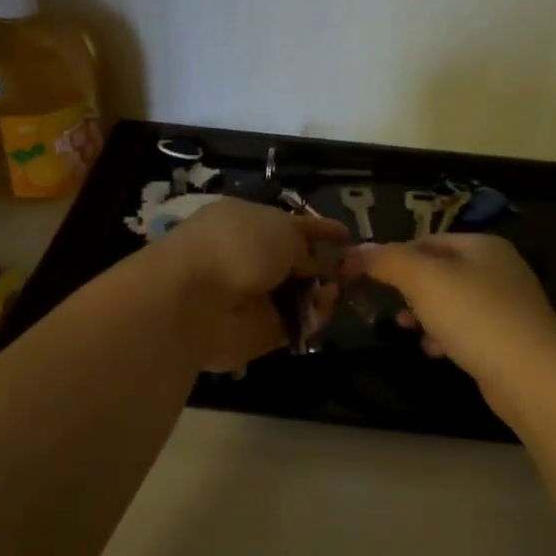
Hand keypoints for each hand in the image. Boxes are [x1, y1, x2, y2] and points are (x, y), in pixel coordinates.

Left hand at [151, 198, 347, 370]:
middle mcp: (249, 259)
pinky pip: (297, 323)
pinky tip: (325, 308)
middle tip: (356, 268)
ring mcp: (255, 298)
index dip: (318, 230)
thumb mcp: (281, 228)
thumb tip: (311, 263)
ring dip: (324, 291)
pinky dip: (315, 317)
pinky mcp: (261, 332)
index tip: (346, 235)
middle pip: (298, 263)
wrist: (199, 300)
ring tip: (338, 289)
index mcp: (246, 223)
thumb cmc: (238, 246)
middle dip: (328, 265)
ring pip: (301, 295)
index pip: (289, 226)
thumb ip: (304, 244)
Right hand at [349, 235, 555, 420]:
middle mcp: (497, 268)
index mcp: (481, 245)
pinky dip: (445, 337)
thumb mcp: (423, 280)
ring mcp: (505, 304)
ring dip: (424, 316)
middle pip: (437, 272)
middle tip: (388, 307)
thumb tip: (355, 251)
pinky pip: (465, 329)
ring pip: (449, 303)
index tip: (364, 278)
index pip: (425, 240)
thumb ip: (387, 261)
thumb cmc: (474, 316)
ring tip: (408, 331)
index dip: (392, 256)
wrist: (531, 375)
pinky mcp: (507, 337)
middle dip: (408, 290)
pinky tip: (435, 352)